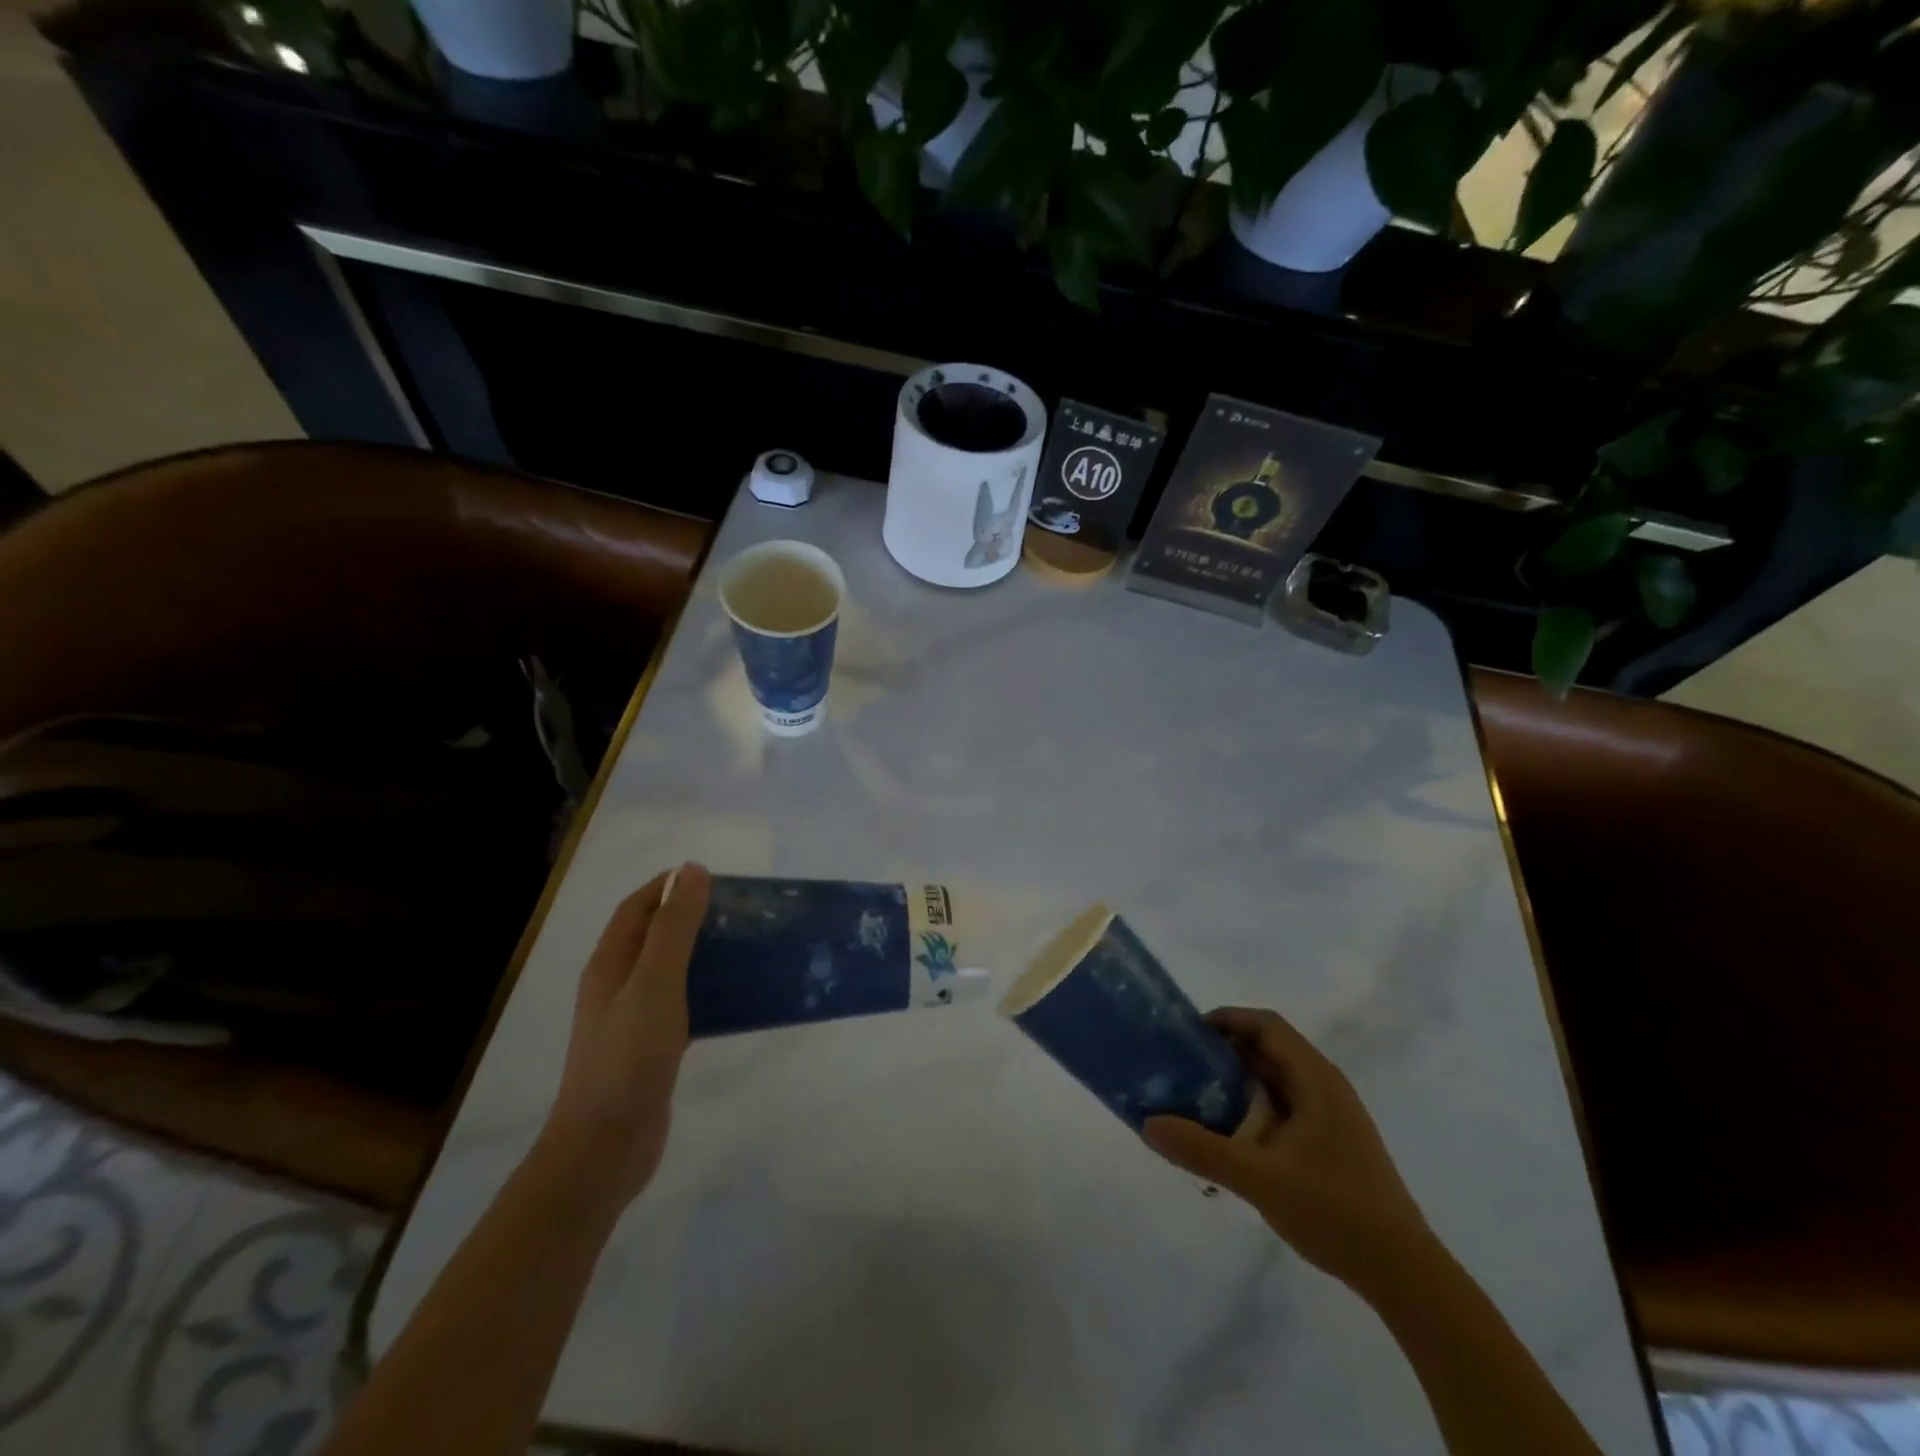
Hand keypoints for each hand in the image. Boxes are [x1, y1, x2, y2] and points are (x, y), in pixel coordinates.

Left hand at [539, 863, 710, 1209]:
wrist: (605, 1149)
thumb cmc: (628, 1058)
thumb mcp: (655, 983)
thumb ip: (674, 928)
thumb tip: (692, 871)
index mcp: (610, 964)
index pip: (637, 908)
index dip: (669, 886)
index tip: (716, 879)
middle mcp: (617, 986)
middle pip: (655, 937)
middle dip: (693, 917)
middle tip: (741, 913)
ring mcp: (633, 1019)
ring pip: (671, 971)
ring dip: (704, 954)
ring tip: (747, 947)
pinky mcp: (652, 1048)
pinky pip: (682, 1004)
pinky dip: (707, 991)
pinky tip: (737, 998)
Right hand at [1144, 1007, 1434, 1298]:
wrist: (1405, 1274)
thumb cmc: (1335, 1211)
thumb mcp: (1259, 1179)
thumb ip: (1202, 1150)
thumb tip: (1148, 1124)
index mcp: (1315, 1079)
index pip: (1266, 1025)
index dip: (1227, 1019)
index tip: (1188, 1033)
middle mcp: (1325, 1086)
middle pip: (1269, 1049)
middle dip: (1225, 1052)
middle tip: (1183, 1067)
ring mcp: (1332, 1116)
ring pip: (1276, 1081)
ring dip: (1238, 1082)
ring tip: (1198, 1100)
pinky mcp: (1333, 1143)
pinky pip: (1285, 1107)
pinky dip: (1255, 1108)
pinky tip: (1233, 1139)